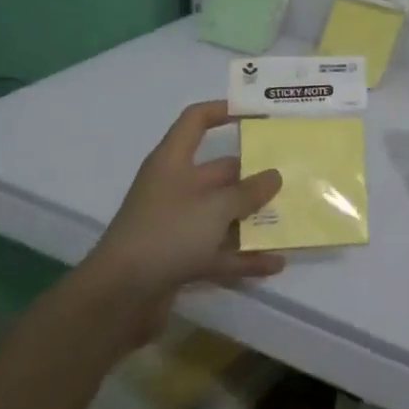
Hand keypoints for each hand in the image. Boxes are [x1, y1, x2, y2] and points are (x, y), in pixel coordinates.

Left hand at [87, 101, 284, 324]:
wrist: (118, 298)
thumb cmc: (167, 234)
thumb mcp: (215, 207)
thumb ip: (248, 192)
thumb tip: (274, 175)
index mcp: (173, 162)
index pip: (196, 121)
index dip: (224, 111)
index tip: (257, 115)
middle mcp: (175, 188)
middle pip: (219, 172)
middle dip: (253, 174)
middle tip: (290, 173)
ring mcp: (176, 225)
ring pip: (222, 214)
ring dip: (252, 218)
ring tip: (290, 217)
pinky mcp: (179, 259)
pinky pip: (218, 251)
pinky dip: (244, 256)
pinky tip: (275, 263)